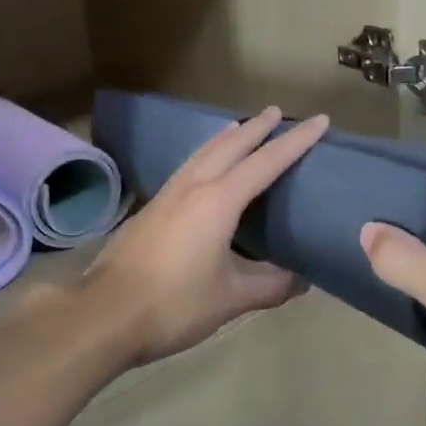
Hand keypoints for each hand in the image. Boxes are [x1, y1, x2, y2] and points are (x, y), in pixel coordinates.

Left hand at [83, 106, 328, 365]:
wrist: (106, 314)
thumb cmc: (175, 304)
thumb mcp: (232, 298)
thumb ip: (271, 285)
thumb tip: (303, 279)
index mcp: (218, 202)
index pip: (266, 162)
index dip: (295, 142)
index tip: (319, 120)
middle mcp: (193, 187)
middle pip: (230, 145)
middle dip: (256, 127)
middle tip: (277, 111)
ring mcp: (167, 195)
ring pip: (202, 153)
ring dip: (226, 137)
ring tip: (241, 127)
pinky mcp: (151, 209)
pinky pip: (187, 168)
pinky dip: (205, 155)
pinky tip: (204, 168)